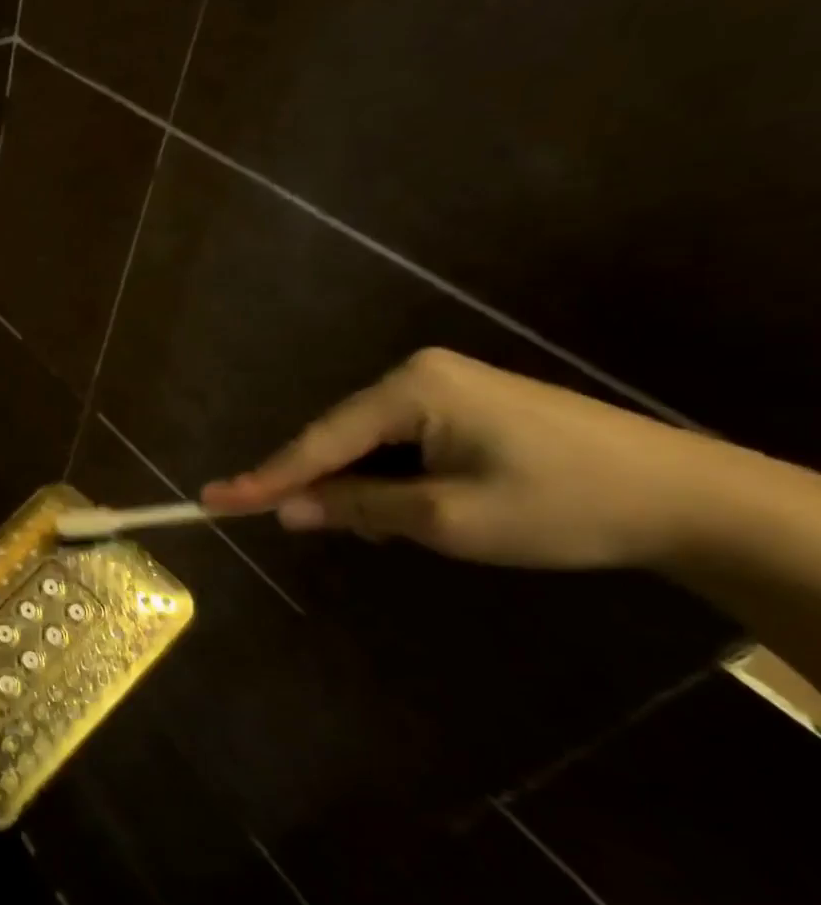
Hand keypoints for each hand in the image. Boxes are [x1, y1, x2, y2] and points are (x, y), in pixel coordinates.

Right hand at [200, 347, 722, 570]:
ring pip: (369, 444)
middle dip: (323, 486)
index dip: (264, 479)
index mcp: (410, 390)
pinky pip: (402, 443)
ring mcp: (446, 386)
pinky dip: (392, 478)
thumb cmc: (563, 505)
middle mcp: (418, 375)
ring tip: (385, 528)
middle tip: (306, 529)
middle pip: (339, 439)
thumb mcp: (447, 518)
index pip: (318, 442)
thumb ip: (358, 507)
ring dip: (362, 487)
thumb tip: (287, 509)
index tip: (211, 501)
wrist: (692, 499)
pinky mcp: (468, 404)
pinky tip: (411, 507)